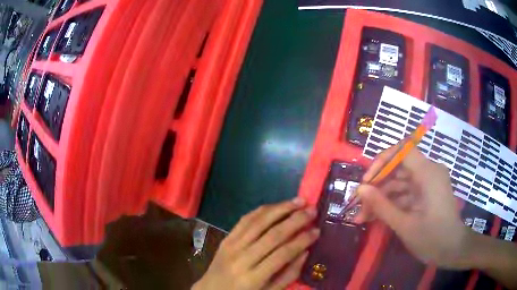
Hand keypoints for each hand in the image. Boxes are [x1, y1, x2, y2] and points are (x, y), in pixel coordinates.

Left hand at [193, 198, 319, 289]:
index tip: (317, 230)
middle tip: (312, 210)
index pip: (283, 254)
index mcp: (254, 278)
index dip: (302, 240)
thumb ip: (289, 275)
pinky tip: (276, 206)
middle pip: (272, 235)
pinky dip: (262, 210)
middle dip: (295, 220)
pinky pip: (245, 220)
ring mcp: (232, 245)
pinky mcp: (226, 238)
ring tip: (299, 201)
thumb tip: (305, 251)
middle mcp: (242, 258)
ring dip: (281, 209)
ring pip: (259, 222)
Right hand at [354, 144, 471, 268]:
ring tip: (363, 217)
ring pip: (400, 183)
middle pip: (398, 168)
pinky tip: (376, 217)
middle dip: (377, 186)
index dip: (382, 160)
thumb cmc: (432, 239)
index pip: (403, 150)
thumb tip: (360, 189)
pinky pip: (406, 192)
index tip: (367, 181)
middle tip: (359, 205)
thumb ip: (382, 206)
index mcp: (428, 173)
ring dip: (382, 198)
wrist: (452, 250)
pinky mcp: (426, 193)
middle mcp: (429, 171)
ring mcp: (428, 182)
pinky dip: (392, 203)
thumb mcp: (405, 225)